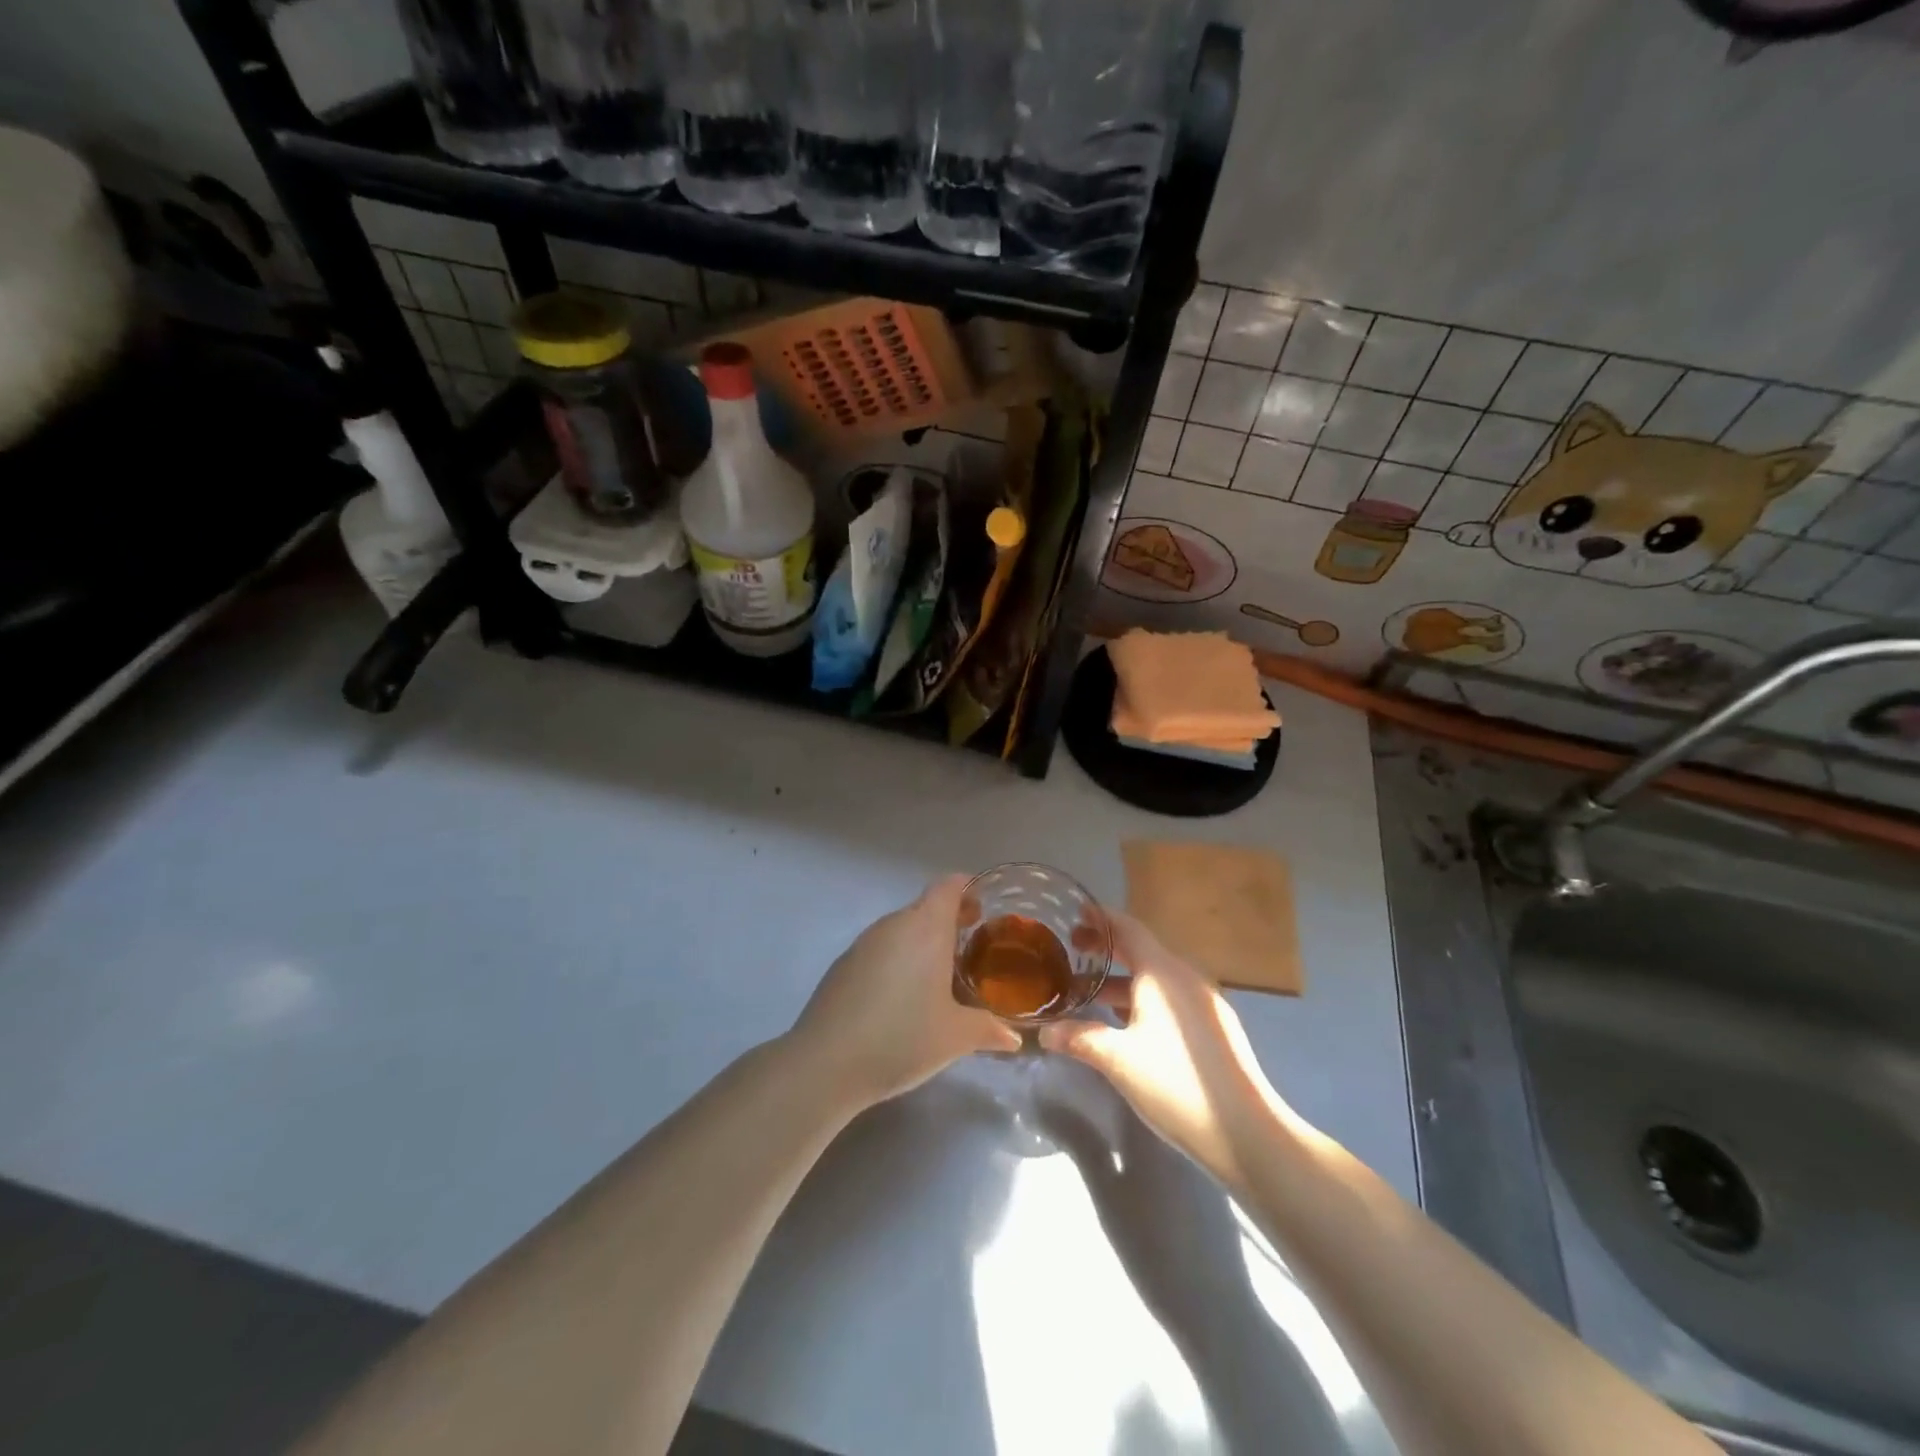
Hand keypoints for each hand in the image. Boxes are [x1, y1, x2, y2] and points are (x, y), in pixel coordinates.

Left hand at [790, 875, 1020, 1108]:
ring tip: (941, 976)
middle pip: (926, 907)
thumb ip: (987, 1029)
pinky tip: (903, 997)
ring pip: (902, 929)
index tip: (983, 909)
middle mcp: (894, 925)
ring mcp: (864, 943)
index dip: (968, 890)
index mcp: (925, 928)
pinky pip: (881, 949)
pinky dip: (898, 959)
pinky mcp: (843, 965)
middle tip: (972, 947)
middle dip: (950, 921)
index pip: (949, 886)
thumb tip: (1013, 1036)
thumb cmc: (902, 1038)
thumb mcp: (955, 1037)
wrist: (826, 1063)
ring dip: (922, 942)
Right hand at [1039, 911, 1285, 1183]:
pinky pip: (1170, 997)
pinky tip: (1126, 1022)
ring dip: (1122, 979)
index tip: (1075, 911)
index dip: (1101, 918)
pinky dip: (1142, 997)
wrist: (1247, 1133)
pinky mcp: (1214, 1027)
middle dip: (1107, 948)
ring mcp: (1204, 1002)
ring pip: (1156, 977)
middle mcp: (1185, 977)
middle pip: (1142, 950)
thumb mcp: (1118, 1060)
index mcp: (1162, 973)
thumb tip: (1045, 1031)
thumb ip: (1080, 1038)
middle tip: (1072, 950)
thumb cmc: (1177, 1084)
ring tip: (1090, 993)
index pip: (1128, 928)